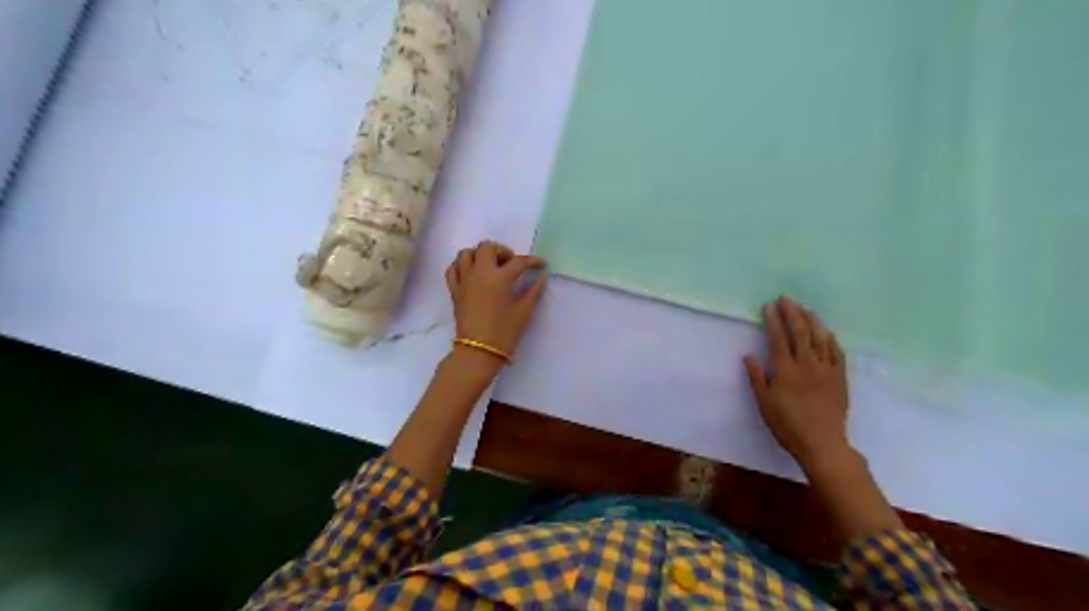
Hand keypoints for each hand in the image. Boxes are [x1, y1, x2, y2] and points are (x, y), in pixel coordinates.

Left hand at [441, 240, 544, 367]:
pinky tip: (472, 273)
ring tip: (490, 266)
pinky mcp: (454, 289)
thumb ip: (534, 291)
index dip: (532, 261)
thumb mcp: (524, 312)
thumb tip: (541, 278)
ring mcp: (464, 279)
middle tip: (510, 263)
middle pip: (487, 247)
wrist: (478, 351)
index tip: (540, 265)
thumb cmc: (504, 332)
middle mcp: (480, 272)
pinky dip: (462, 266)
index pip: (519, 261)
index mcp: (500, 277)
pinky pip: (453, 268)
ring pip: (466, 253)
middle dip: (501, 251)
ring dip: (479, 255)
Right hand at [744, 299, 854, 470]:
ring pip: (819, 338)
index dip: (773, 320)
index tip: (768, 306)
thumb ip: (756, 377)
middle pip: (799, 332)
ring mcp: (826, 369)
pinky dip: (830, 339)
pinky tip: (826, 332)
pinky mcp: (840, 377)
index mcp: (785, 369)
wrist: (822, 443)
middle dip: (792, 313)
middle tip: (786, 299)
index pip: (778, 338)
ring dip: (811, 320)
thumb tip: (748, 356)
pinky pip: (837, 352)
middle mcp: (806, 364)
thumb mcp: (764, 403)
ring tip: (804, 308)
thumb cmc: (787, 425)